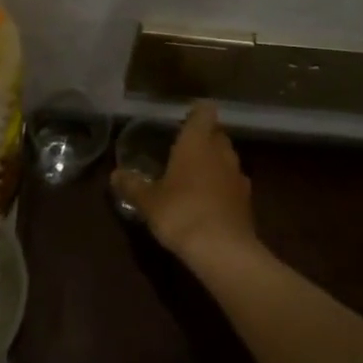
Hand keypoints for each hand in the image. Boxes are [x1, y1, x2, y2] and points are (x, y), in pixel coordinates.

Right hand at [110, 101, 258, 268]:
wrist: (224, 251)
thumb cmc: (181, 213)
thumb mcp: (148, 201)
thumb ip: (132, 185)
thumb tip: (115, 174)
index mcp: (197, 142)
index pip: (204, 112)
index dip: (197, 111)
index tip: (185, 117)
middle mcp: (221, 153)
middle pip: (217, 134)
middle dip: (204, 138)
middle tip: (184, 149)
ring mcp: (238, 177)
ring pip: (227, 159)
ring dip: (215, 163)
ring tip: (195, 176)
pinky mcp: (247, 202)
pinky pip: (233, 184)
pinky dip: (223, 187)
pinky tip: (209, 202)